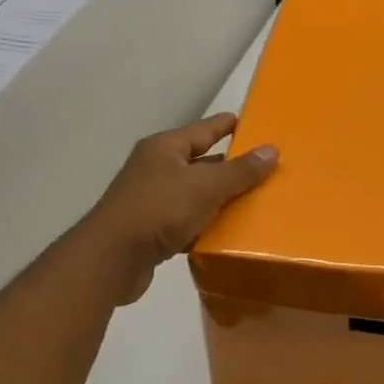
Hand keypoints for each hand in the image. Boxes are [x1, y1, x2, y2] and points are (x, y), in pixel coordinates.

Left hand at [83, 113, 278, 303]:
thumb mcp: (205, 186)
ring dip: (219, 199)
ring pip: (194, 194)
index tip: (252, 124)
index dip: (227, 126)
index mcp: (165, 148)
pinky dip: (205, 225)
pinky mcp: (151, 230)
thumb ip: (240, 170)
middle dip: (230, 167)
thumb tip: (272, 150)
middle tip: (264, 169)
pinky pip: (187, 222)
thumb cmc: (158, 210)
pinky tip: (227, 233)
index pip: (204, 129)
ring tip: (254, 202)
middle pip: (200, 162)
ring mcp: (151, 200)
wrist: (112, 258)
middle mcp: (156, 169)